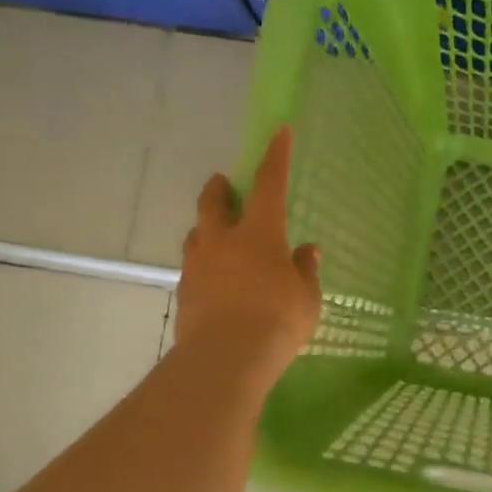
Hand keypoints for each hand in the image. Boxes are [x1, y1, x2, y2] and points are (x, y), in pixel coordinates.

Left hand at [174, 128, 321, 392]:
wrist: (225, 359)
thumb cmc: (277, 321)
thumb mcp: (306, 297)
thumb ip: (305, 271)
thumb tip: (306, 252)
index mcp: (259, 234)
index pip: (269, 185)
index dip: (276, 157)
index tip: (279, 132)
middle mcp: (223, 241)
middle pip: (213, 203)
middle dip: (219, 189)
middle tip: (223, 183)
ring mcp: (198, 266)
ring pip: (197, 234)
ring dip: (207, 228)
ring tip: (217, 236)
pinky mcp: (184, 293)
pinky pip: (194, 267)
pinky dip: (205, 264)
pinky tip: (217, 281)